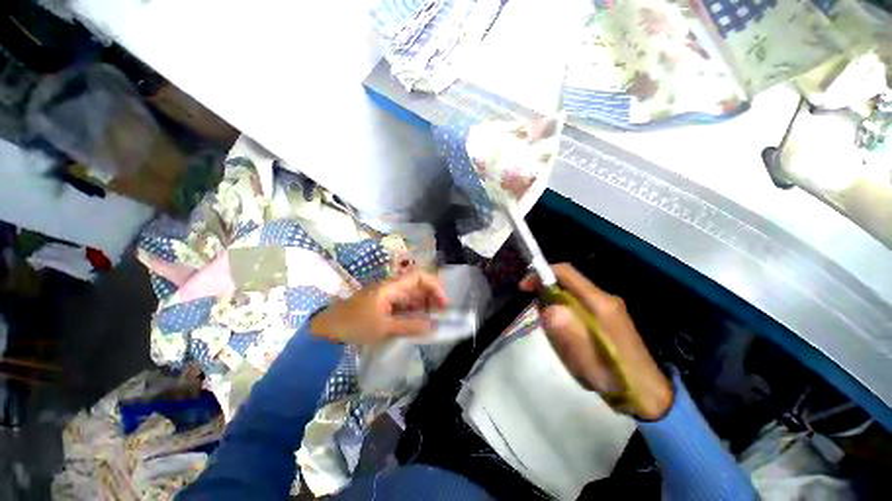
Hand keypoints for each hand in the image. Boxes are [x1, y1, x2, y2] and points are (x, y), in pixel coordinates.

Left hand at [310, 271, 447, 344]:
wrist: (327, 328)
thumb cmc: (354, 324)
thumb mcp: (383, 327)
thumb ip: (410, 326)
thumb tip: (433, 326)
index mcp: (392, 286)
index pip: (419, 276)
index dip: (434, 286)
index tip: (443, 303)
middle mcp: (392, 287)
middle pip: (418, 286)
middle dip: (431, 298)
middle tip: (439, 316)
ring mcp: (388, 295)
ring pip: (412, 296)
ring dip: (423, 306)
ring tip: (430, 322)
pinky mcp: (384, 304)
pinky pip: (404, 305)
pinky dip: (413, 313)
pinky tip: (416, 324)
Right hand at [520, 263, 672, 419]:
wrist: (649, 393)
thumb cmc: (616, 378)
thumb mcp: (588, 361)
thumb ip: (569, 333)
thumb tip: (549, 308)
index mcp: (600, 303)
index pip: (566, 273)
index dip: (542, 274)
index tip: (524, 287)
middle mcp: (605, 298)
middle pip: (568, 281)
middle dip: (546, 290)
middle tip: (535, 312)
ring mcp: (608, 306)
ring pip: (571, 292)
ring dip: (554, 301)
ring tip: (549, 327)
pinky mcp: (607, 314)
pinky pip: (578, 302)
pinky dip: (563, 309)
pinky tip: (564, 330)